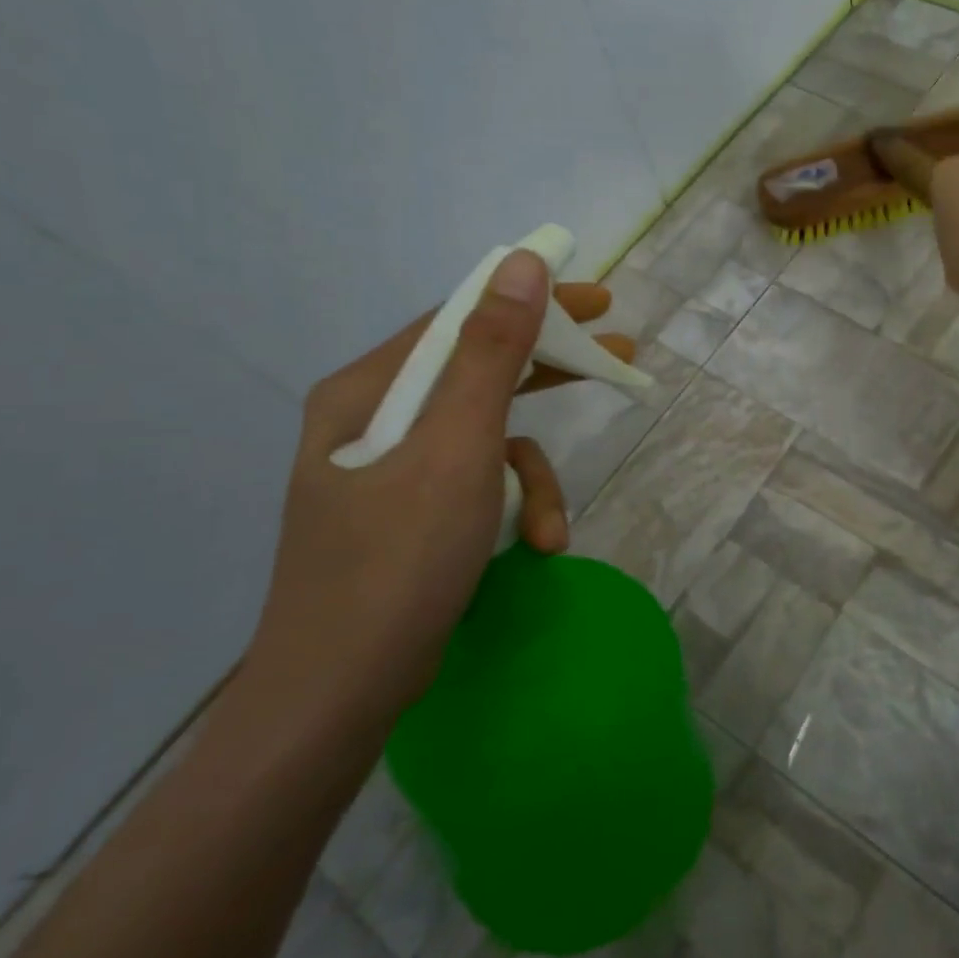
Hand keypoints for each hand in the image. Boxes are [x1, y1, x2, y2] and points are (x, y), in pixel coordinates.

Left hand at [247, 251, 633, 730]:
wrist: (340, 692)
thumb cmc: (399, 560)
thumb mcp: (458, 447)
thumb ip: (491, 353)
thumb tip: (522, 265)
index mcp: (368, 392)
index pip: (460, 321)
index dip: (532, 304)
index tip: (598, 301)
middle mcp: (374, 421)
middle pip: (478, 375)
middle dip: (550, 375)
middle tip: (618, 356)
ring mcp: (391, 472)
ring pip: (487, 442)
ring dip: (532, 480)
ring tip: (553, 528)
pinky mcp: (410, 516)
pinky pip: (477, 486)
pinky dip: (511, 510)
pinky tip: (535, 546)